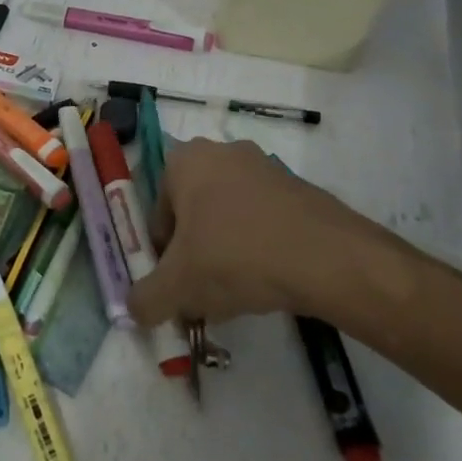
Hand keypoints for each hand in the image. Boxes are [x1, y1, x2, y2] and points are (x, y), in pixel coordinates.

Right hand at [127, 138, 424, 326]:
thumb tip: (134, 308)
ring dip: (226, 251)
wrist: (327, 258)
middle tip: (204, 291)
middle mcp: (221, 152)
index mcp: (184, 161)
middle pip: (193, 213)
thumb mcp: (178, 287)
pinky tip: (269, 280)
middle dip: (195, 253)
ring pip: (229, 217)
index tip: (177, 286)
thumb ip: (146, 298)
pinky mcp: (298, 187)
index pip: (157, 214)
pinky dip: (259, 247)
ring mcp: (264, 166)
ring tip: (238, 292)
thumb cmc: (236, 257)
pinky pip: (263, 220)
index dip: (162, 256)